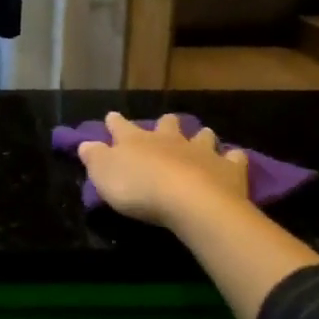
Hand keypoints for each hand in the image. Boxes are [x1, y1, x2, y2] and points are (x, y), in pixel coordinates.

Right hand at [76, 112, 249, 229]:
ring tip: (201, 139)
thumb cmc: (139, 188)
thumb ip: (94, 157)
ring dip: (200, 136)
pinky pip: (234, 158)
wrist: (190, 201)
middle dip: (165, 124)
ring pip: (202, 135)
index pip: (121, 126)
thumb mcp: (103, 175)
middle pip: (167, 124)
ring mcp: (201, 151)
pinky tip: (234, 159)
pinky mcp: (228, 168)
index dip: (115, 122)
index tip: (111, 116)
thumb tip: (84, 143)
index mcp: (136, 140)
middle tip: (166, 126)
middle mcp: (169, 139)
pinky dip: (233, 158)